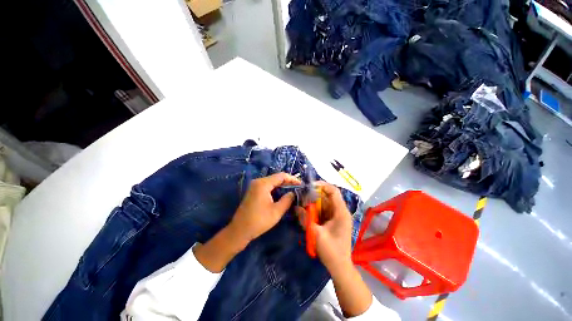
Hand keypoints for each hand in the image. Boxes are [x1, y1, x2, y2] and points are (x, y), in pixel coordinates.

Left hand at [195, 172, 299, 272]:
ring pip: (272, 182)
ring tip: (292, 190)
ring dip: (282, 185)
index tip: (301, 184)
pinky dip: (276, 189)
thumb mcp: (276, 211)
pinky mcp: (253, 191)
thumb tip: (293, 193)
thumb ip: (287, 200)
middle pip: (276, 178)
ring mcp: (255, 186)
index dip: (292, 179)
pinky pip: (267, 186)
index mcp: (263, 184)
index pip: (281, 176)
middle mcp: (258, 181)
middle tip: (298, 188)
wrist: (239, 231)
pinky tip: (282, 194)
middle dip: (288, 182)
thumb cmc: (259, 221)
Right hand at [295, 181, 352, 273]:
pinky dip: (314, 210)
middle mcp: (340, 211)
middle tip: (302, 196)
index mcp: (341, 212)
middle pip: (327, 196)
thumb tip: (296, 207)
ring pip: (324, 203)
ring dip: (313, 203)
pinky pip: (323, 210)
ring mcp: (336, 216)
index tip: (309, 186)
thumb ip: (305, 219)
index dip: (322, 185)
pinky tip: (306, 213)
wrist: (339, 267)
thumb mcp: (316, 234)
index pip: (333, 191)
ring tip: (302, 204)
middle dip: (314, 195)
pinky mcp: (332, 221)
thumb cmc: (331, 251)